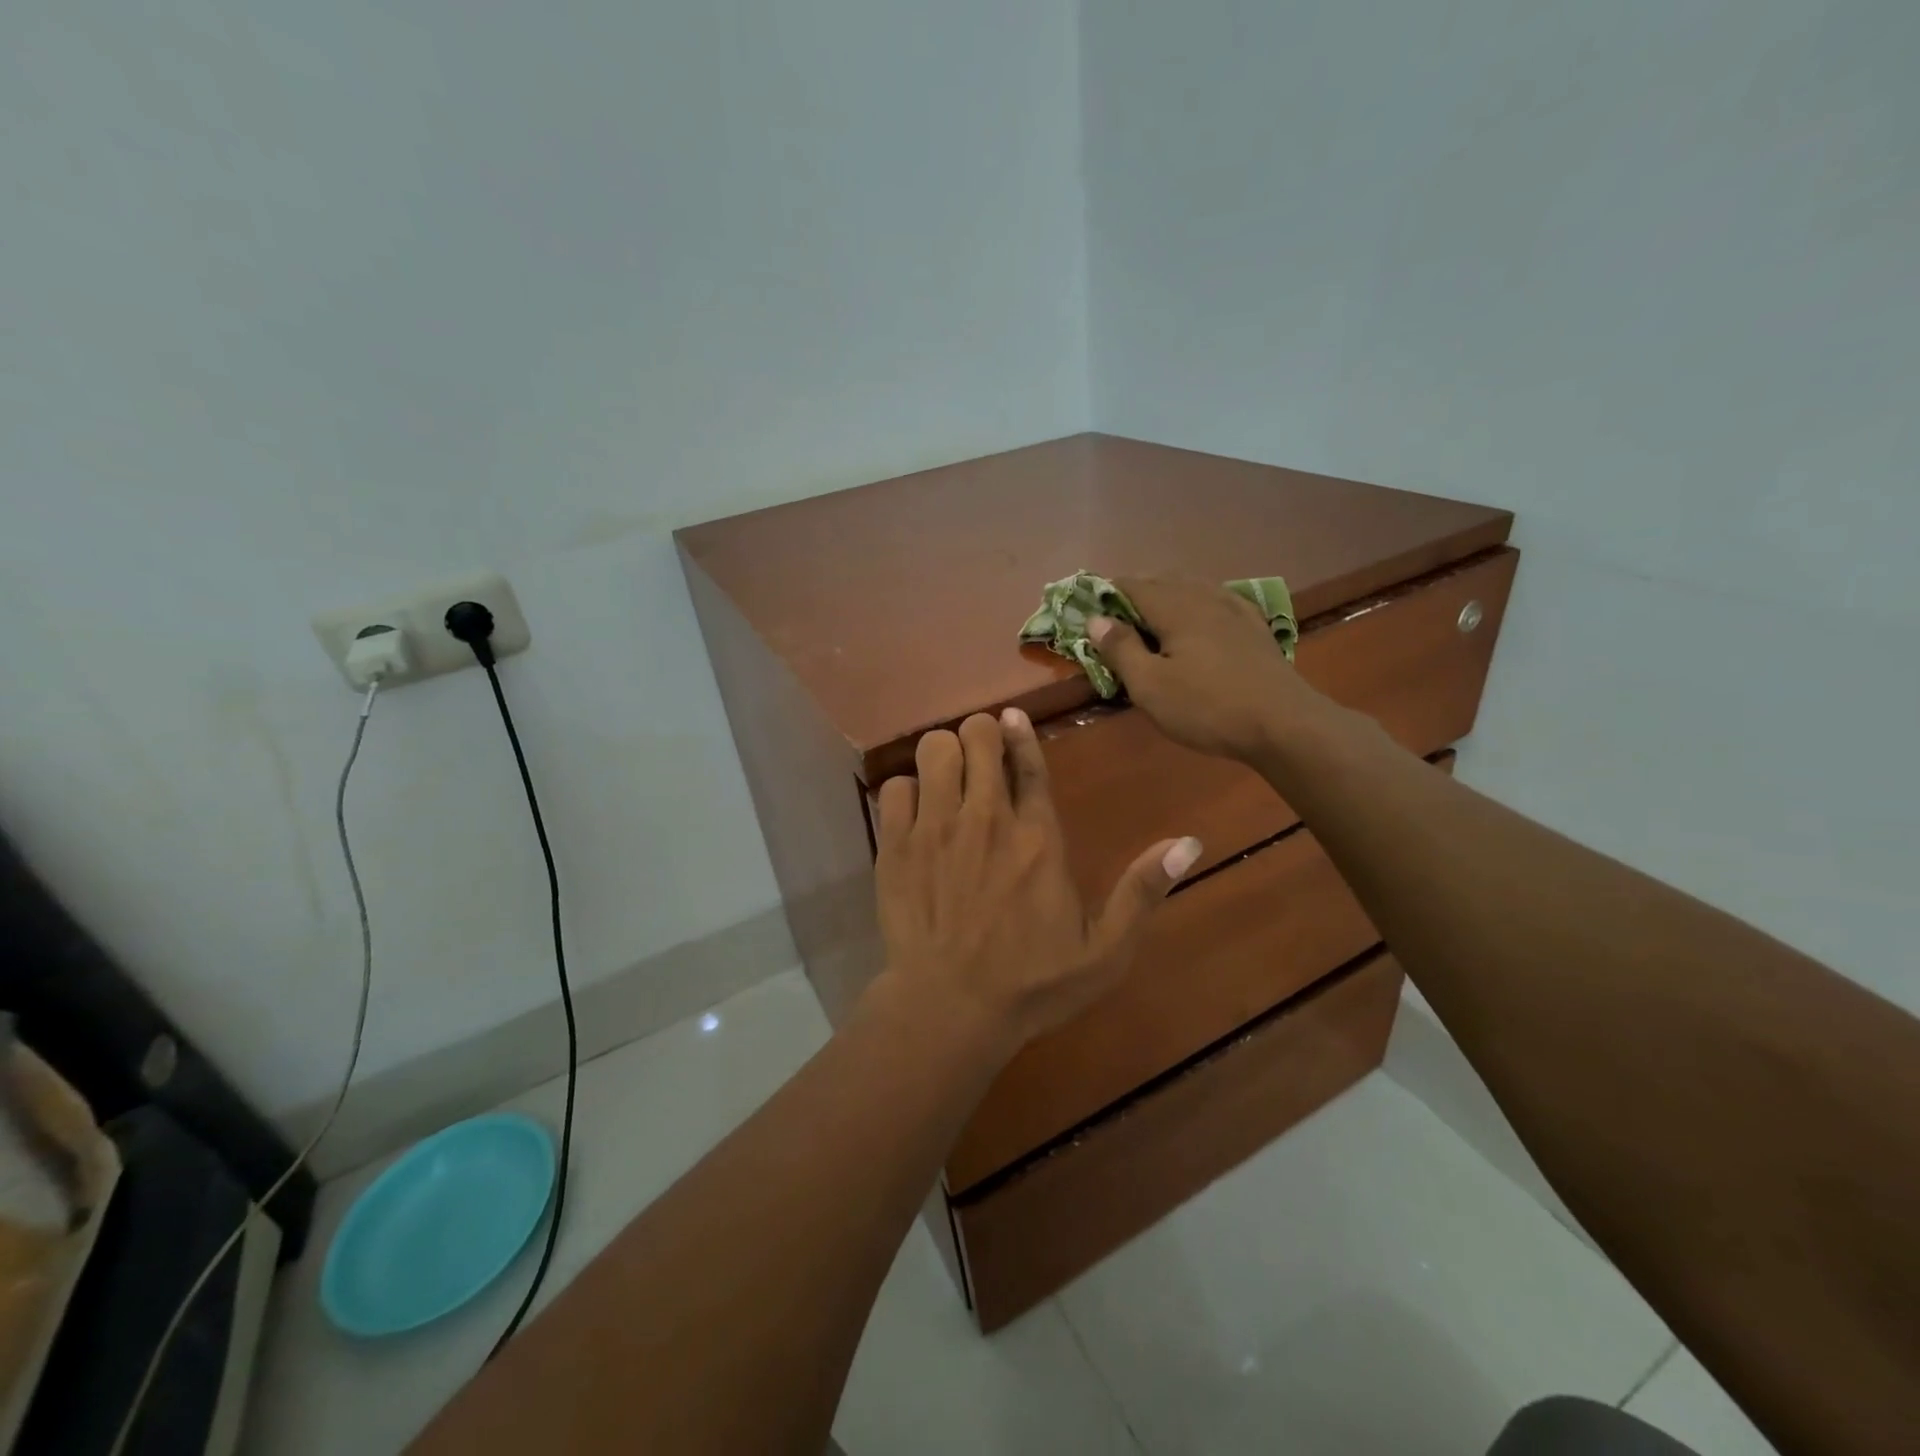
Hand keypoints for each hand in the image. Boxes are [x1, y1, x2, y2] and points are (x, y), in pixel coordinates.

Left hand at [873, 709, 1201, 1049]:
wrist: (950, 1010)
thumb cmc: (1032, 985)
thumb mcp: (1104, 952)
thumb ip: (1142, 892)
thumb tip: (1189, 842)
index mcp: (1038, 837)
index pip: (1028, 761)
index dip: (1020, 731)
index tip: (1012, 716)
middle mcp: (987, 818)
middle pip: (977, 737)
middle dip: (980, 736)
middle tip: (980, 758)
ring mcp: (936, 829)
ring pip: (934, 748)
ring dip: (943, 754)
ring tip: (948, 778)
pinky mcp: (896, 846)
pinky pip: (894, 786)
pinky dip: (906, 791)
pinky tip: (915, 813)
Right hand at [1089, 576, 1330, 764]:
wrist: (1284, 724)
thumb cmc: (1207, 707)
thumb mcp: (1150, 686)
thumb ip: (1120, 649)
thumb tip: (1095, 619)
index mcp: (1175, 607)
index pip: (1132, 586)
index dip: (1106, 593)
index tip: (1088, 608)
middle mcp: (1204, 597)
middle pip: (1163, 581)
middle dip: (1135, 593)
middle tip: (1115, 617)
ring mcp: (1234, 610)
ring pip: (1192, 588)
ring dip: (1166, 595)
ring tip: (1151, 616)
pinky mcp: (1254, 627)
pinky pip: (1217, 601)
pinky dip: (1196, 603)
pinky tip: (1199, 617)